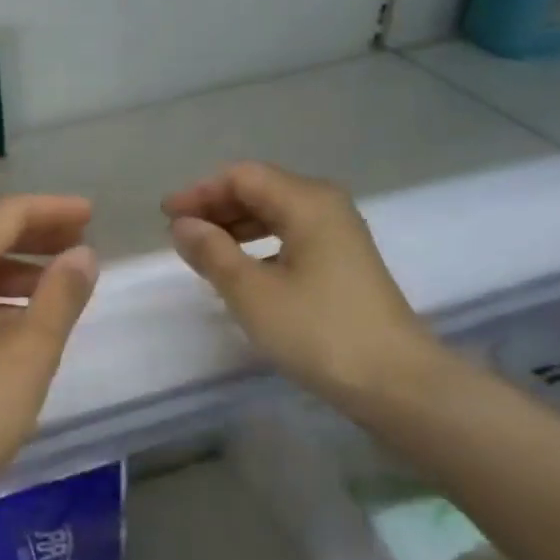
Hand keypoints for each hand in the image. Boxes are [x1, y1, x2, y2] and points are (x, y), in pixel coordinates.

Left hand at [0, 195, 98, 541]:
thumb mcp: (29, 353)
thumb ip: (60, 297)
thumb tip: (82, 254)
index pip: (5, 215)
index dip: (52, 210)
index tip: (92, 215)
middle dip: (35, 238)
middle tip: (82, 245)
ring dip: (16, 272)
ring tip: (60, 286)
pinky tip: (20, 324)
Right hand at [162, 162, 440, 405]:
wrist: (394, 381)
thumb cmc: (317, 331)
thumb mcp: (251, 292)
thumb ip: (212, 252)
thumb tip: (183, 225)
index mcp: (307, 202)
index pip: (243, 177)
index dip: (200, 192)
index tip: (165, 217)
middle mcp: (326, 207)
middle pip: (261, 190)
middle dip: (216, 207)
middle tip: (178, 234)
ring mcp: (339, 236)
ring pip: (276, 215)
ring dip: (235, 227)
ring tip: (202, 252)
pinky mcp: (342, 264)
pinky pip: (290, 237)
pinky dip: (258, 245)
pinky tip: (240, 270)